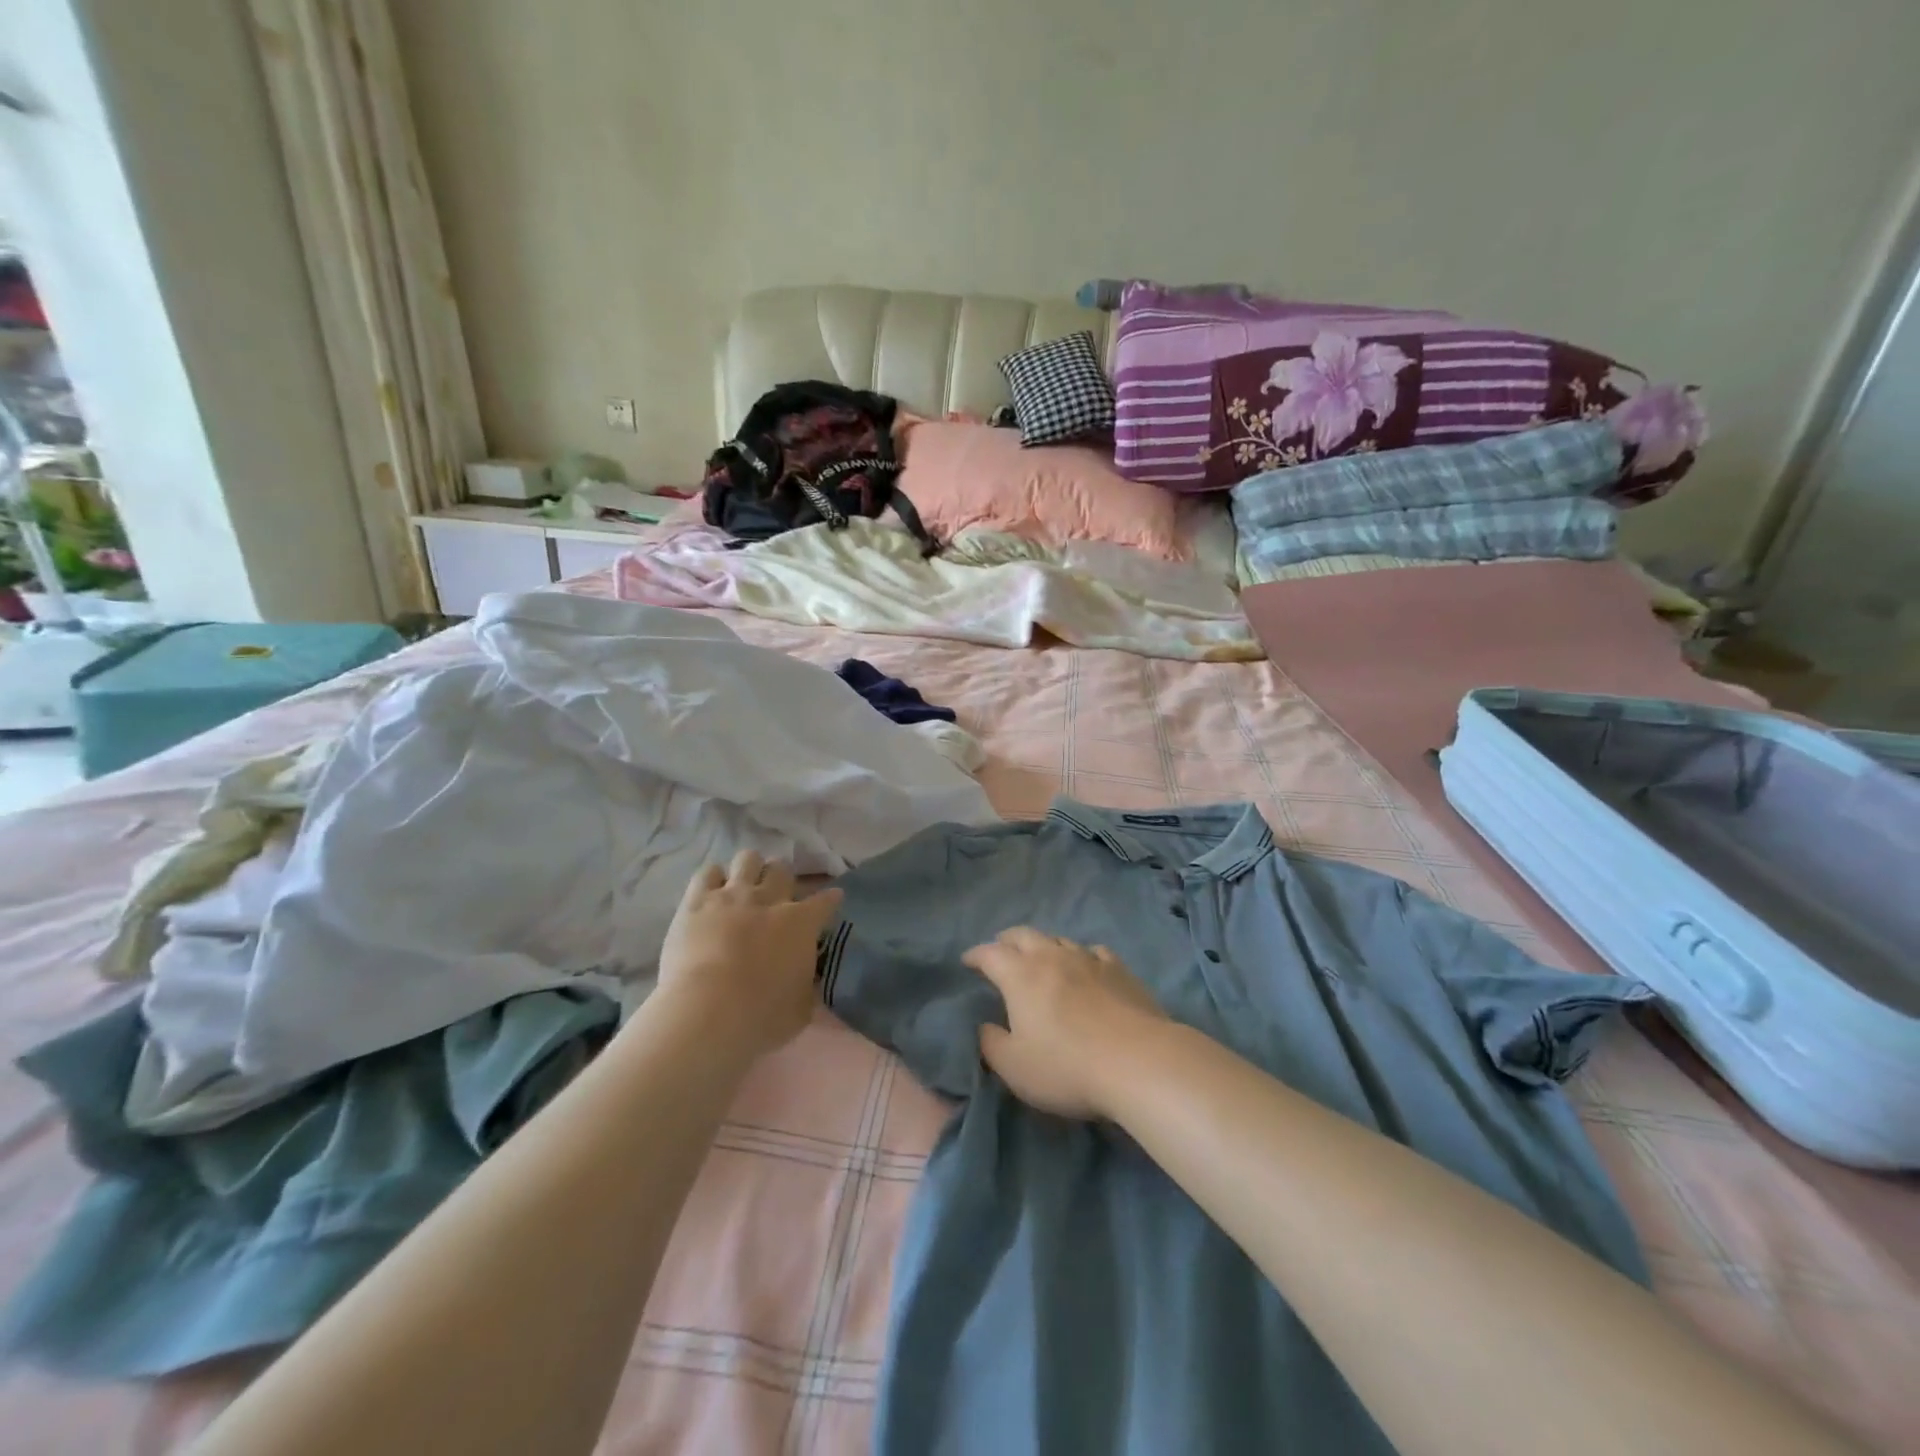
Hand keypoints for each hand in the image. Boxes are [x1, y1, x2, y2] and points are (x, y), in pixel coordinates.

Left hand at [657, 850, 843, 1059]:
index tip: (831, 901)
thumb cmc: (762, 1017)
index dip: (830, 899)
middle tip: (777, 897)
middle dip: (783, 879)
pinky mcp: (697, 900)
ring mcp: (732, 895)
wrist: (708, 1013)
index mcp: (802, 923)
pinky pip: (708, 872)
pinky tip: (713, 893)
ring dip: (750, 870)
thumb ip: (807, 985)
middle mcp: (770, 899)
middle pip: (782, 869)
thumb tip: (808, 979)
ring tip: (744, 887)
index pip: (826, 900)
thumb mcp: (802, 1008)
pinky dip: (714, 879)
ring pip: (748, 858)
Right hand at [964, 928, 1166, 1119]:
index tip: (967, 961)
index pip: (990, 954)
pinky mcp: (1119, 970)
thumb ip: (991, 1043)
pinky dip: (1082, 955)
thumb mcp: (1014, 1067)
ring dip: (1043, 945)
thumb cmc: (1067, 1067)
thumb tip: (984, 1026)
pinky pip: (1094, 951)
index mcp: (1020, 976)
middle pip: (1023, 935)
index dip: (975, 955)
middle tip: (1000, 950)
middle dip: (1007, 940)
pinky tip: (1086, 965)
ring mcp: (1088, 959)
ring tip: (1040, 957)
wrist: (1138, 1061)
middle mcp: (1051, 957)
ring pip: (1058, 939)